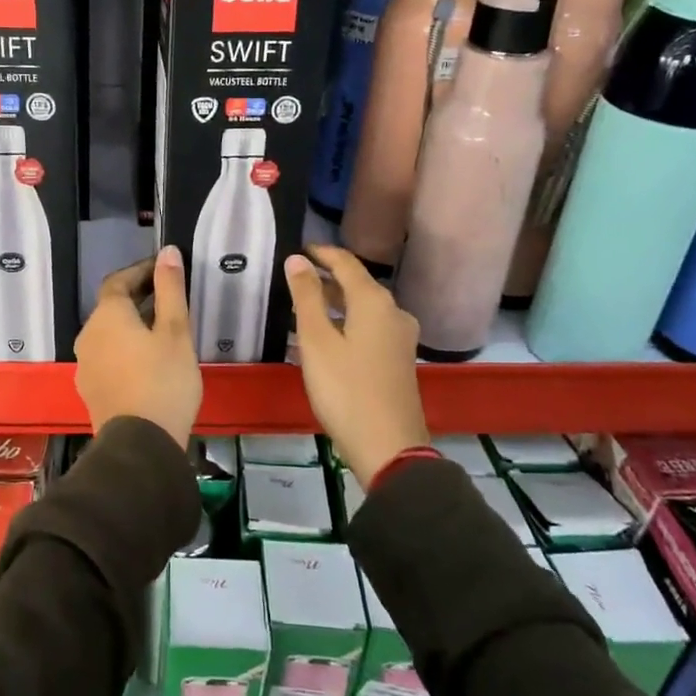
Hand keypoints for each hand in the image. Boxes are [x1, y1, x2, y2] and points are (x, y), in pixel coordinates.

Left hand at [75, 247, 202, 447]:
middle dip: (137, 298)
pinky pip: (107, 356)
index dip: (140, 271)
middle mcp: (87, 335)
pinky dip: (124, 349)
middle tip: (168, 298)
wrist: (140, 445)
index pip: (118, 281)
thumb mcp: (176, 331)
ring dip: (130, 325)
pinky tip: (147, 362)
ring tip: (161, 330)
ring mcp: (85, 364)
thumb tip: (168, 251)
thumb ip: (170, 289)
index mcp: (107, 316)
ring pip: (108, 333)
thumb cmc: (163, 381)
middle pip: (111, 307)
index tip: (163, 269)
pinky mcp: (90, 388)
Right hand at [286, 245, 428, 486]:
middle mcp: (394, 312)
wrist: (389, 446)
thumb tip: (297, 259)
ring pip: (364, 308)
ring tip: (305, 306)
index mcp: (375, 302)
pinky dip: (347, 322)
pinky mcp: (399, 359)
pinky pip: (370, 327)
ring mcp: (400, 338)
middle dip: (327, 278)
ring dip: (336, 302)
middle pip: (358, 284)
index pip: (347, 263)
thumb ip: (306, 297)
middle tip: (295, 278)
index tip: (299, 249)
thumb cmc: (346, 389)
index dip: (322, 253)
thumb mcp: (317, 341)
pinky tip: (328, 336)